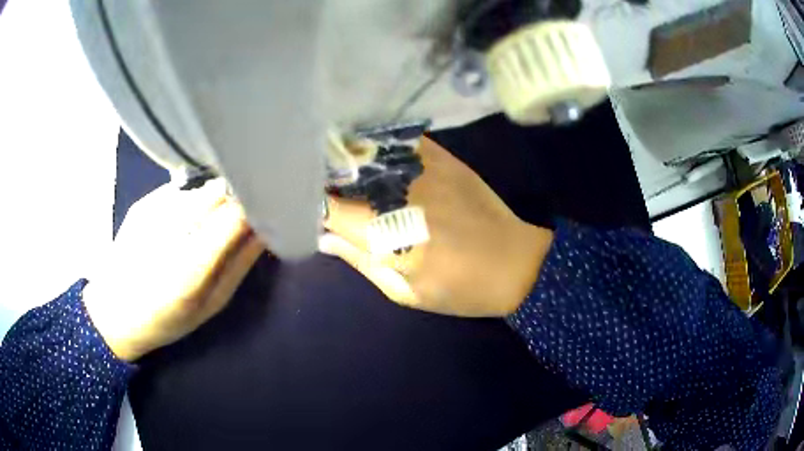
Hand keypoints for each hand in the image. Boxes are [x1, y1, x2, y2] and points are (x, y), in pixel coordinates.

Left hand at [82, 180, 263, 360]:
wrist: (115, 309)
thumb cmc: (167, 317)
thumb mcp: (211, 304)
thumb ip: (240, 264)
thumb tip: (266, 229)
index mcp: (190, 266)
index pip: (235, 215)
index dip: (257, 205)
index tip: (271, 207)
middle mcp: (170, 229)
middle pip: (219, 192)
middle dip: (238, 198)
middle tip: (242, 216)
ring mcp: (153, 210)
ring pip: (202, 189)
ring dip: (216, 201)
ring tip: (207, 225)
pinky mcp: (143, 201)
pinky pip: (182, 191)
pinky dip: (193, 202)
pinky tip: (182, 224)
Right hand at [321, 137, 553, 316]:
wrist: (516, 264)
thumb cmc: (461, 289)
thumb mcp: (405, 292)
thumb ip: (361, 261)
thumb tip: (322, 237)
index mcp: (390, 237)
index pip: (330, 209)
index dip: (310, 205)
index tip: (304, 207)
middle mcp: (402, 195)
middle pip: (345, 176)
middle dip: (324, 179)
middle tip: (315, 185)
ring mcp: (425, 171)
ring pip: (368, 153)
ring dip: (347, 159)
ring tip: (336, 166)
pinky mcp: (443, 158)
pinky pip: (400, 142)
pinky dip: (379, 145)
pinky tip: (371, 152)